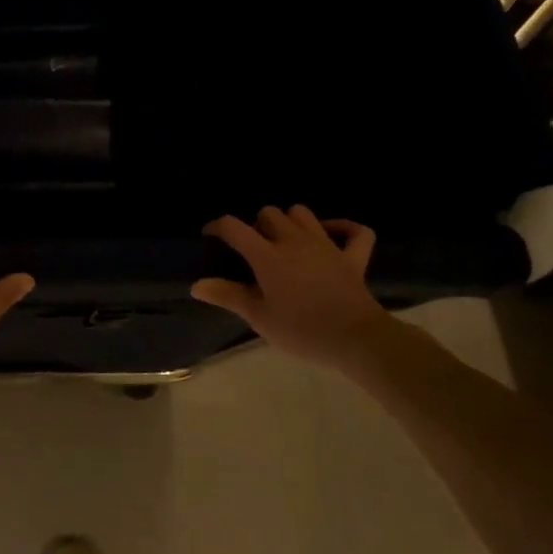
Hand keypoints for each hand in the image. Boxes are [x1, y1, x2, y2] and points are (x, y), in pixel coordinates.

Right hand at [191, 206, 391, 369]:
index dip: (218, 227)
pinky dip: (343, 228)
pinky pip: (355, 231)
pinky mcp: (353, 257)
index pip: (234, 227)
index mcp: (268, 256)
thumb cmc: (301, 330)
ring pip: (303, 213)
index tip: (210, 238)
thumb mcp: (259, 318)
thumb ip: (228, 296)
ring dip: (290, 221)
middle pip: (269, 213)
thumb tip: (197, 284)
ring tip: (284, 240)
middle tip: (252, 248)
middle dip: (256, 224)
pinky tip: (332, 235)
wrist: (355, 339)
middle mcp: (294, 241)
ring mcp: (327, 245)